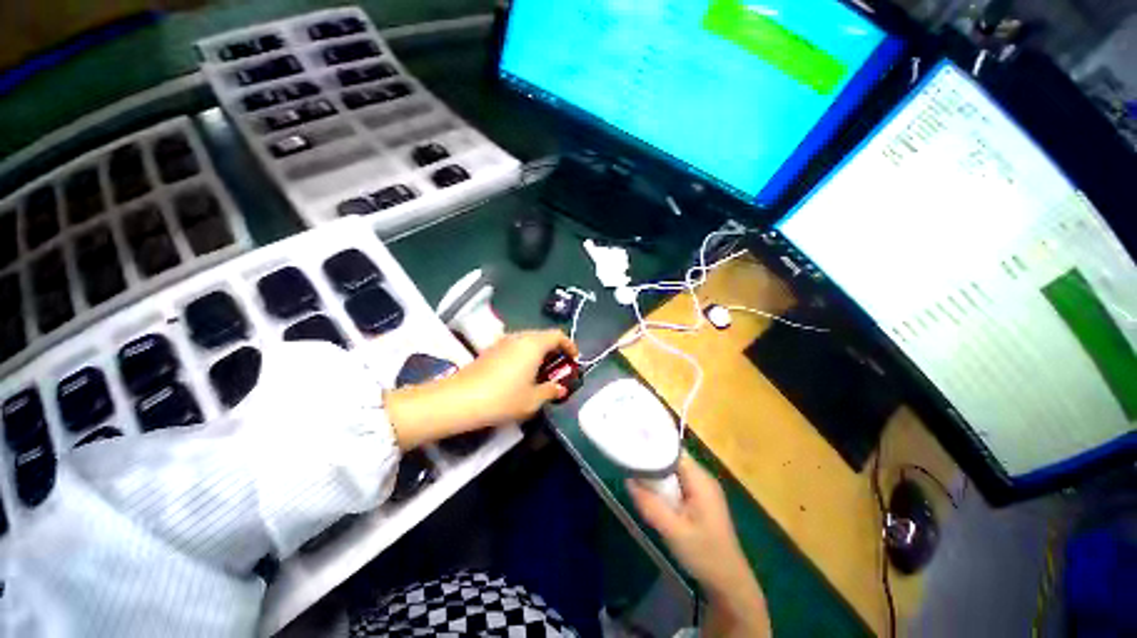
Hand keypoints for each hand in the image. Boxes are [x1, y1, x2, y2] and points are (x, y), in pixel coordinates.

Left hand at [448, 329, 579, 425]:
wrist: (461, 399)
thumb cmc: (503, 398)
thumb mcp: (532, 400)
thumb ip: (550, 391)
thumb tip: (559, 389)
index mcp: (533, 344)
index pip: (557, 335)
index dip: (569, 345)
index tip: (574, 359)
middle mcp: (519, 337)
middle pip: (543, 336)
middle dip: (554, 349)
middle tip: (559, 367)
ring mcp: (503, 342)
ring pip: (528, 341)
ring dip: (539, 352)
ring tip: (542, 371)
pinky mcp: (491, 349)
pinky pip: (515, 346)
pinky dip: (525, 355)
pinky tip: (521, 373)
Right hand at [628, 455, 769, 636]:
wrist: (729, 582)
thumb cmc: (704, 554)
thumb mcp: (673, 531)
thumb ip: (650, 504)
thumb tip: (628, 479)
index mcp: (700, 479)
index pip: (673, 450)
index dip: (653, 446)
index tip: (632, 446)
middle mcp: (703, 477)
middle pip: (672, 458)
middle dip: (652, 459)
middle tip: (629, 462)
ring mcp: (703, 488)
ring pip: (674, 470)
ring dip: (657, 473)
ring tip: (635, 474)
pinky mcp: (700, 499)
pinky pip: (678, 482)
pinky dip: (664, 483)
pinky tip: (652, 492)